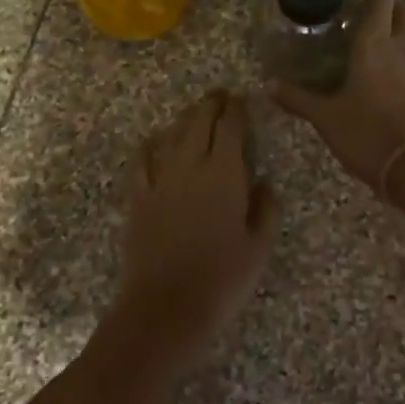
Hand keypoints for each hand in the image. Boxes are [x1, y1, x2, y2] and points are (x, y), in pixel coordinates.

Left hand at [114, 91, 277, 369]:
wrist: (165, 307)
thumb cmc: (222, 279)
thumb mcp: (259, 247)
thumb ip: (265, 209)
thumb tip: (264, 182)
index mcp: (225, 173)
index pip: (231, 127)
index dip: (237, 109)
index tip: (242, 99)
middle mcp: (190, 165)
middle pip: (199, 121)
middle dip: (211, 104)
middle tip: (220, 96)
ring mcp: (160, 179)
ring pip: (172, 134)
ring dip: (185, 119)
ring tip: (195, 113)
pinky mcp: (138, 197)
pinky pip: (143, 159)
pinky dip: (152, 145)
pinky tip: (156, 142)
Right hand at [269, 0, 404, 195]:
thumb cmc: (368, 132)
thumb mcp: (326, 117)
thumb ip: (299, 99)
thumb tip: (270, 86)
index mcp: (376, 45)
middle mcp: (400, 49)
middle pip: (402, 12)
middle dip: (388, 0)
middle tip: (367, 0)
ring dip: (396, 24)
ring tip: (373, 30)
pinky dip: (398, 51)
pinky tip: (382, 65)